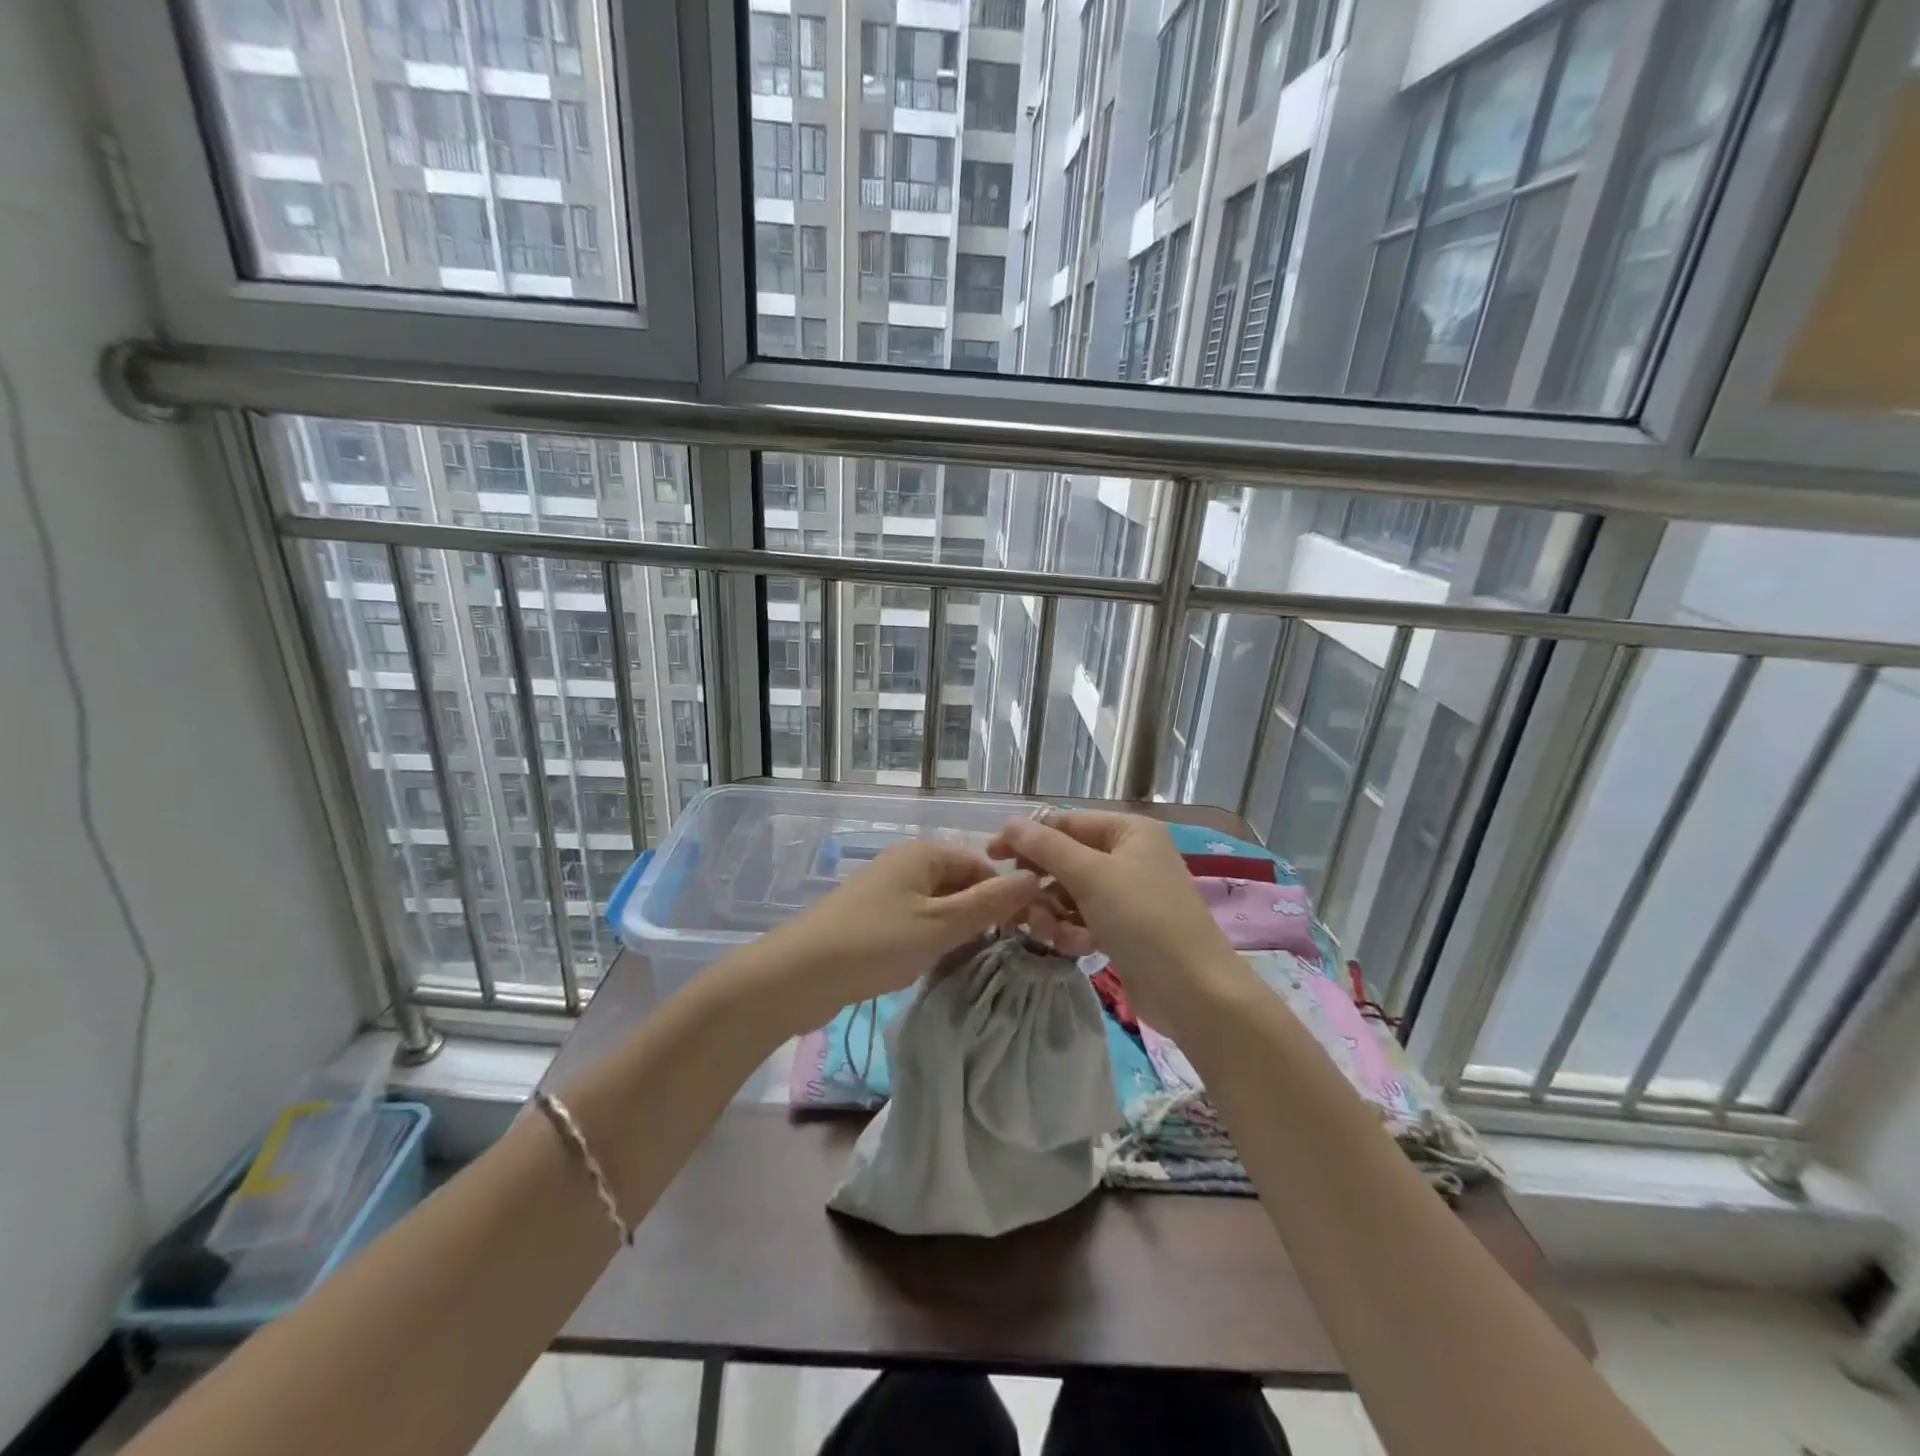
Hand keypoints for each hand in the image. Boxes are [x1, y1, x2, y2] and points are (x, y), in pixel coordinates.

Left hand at [760, 840, 1040, 1026]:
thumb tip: (1035, 878)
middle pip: (960, 884)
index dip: (1004, 896)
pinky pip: (916, 923)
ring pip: (938, 907)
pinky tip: (936, 966)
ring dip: (956, 932)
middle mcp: (906, 864)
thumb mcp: (940, 924)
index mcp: (924, 853)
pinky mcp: (872, 919)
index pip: (982, 866)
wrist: (798, 975)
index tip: (1023, 934)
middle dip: (981, 916)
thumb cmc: (876, 942)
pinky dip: (931, 941)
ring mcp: (886, 892)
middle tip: (1000, 955)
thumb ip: (989, 903)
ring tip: (971, 964)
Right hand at [988, 810, 1244, 1033]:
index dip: (1027, 837)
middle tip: (1019, 906)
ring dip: (1052, 913)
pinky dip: (1072, 930)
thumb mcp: (1091, 876)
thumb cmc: (1143, 920)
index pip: (1065, 823)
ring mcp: (1127, 894)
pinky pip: (1083, 918)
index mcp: (1128, 831)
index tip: (991, 856)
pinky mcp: (1123, 928)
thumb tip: (1009, 823)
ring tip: (1049, 933)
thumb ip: (1046, 847)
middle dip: (1041, 884)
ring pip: (1069, 893)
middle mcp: (1128, 856)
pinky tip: (1074, 947)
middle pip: (1065, 859)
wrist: (1193, 991)